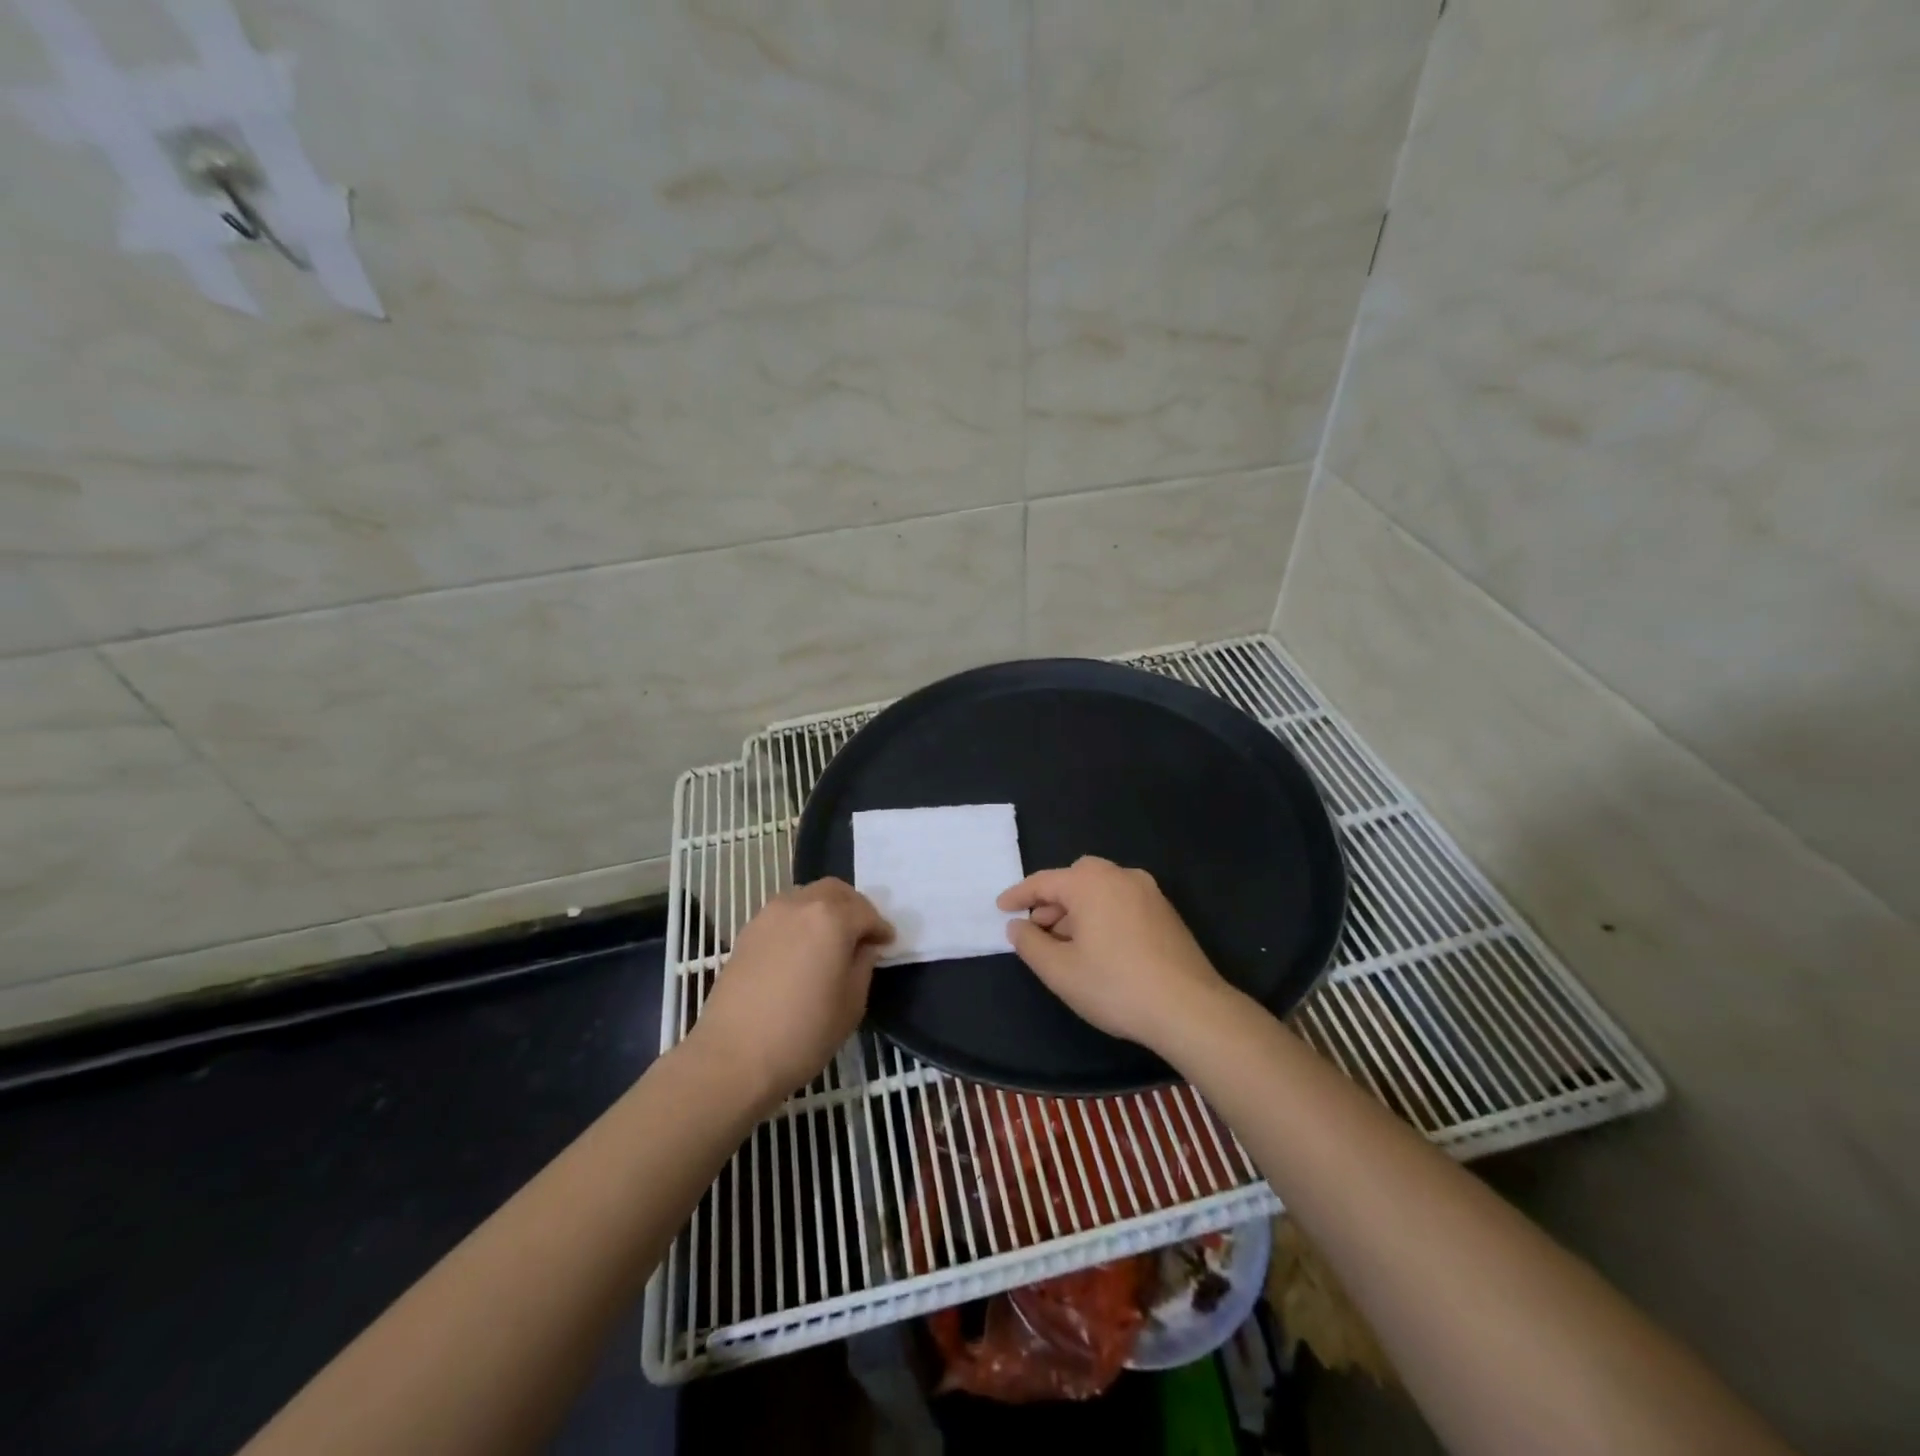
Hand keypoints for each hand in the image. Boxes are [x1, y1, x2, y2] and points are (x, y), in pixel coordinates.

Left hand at [688, 879, 893, 1101]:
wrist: (733, 1056)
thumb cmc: (803, 1033)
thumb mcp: (851, 1004)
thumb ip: (863, 965)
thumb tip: (864, 948)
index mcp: (832, 918)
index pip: (866, 912)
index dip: (881, 928)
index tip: (888, 944)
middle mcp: (800, 904)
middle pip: (835, 891)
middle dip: (854, 908)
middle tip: (862, 935)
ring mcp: (769, 915)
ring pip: (807, 896)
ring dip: (825, 909)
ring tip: (831, 940)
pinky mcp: (747, 932)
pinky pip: (784, 913)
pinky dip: (800, 921)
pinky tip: (802, 949)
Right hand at [998, 856, 1232, 1053]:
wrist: (1189, 1009)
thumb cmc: (1116, 987)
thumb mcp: (1060, 971)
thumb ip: (1030, 944)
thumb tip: (1017, 926)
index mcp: (1090, 883)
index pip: (1044, 881)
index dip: (1018, 895)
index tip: (1001, 908)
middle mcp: (1120, 876)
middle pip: (1076, 877)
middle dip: (1053, 899)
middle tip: (1038, 927)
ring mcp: (1148, 892)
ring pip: (1101, 889)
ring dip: (1078, 908)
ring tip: (1066, 942)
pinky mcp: (1165, 912)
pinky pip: (1122, 901)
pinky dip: (1102, 914)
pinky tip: (1099, 947)